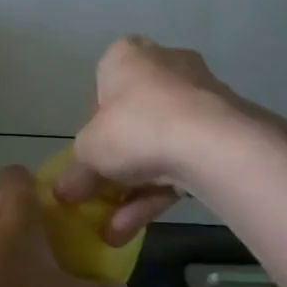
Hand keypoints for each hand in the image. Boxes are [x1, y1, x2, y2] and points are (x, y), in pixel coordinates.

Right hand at [56, 35, 271, 244]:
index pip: (104, 83)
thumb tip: (62, 191)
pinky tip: (135, 229)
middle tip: (102, 194)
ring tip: (114, 230)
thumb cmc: (134, 128)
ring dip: (135, 189)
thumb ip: (75, 172)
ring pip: (160, 144)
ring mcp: (199, 96)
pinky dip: (161, 192)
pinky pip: (184, 159)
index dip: (94, 122)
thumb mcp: (89, 153)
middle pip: (135, 117)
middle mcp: (165, 65)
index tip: (92, 151)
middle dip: (119, 161)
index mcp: (127, 56)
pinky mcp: (224, 129)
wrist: (211, 143)